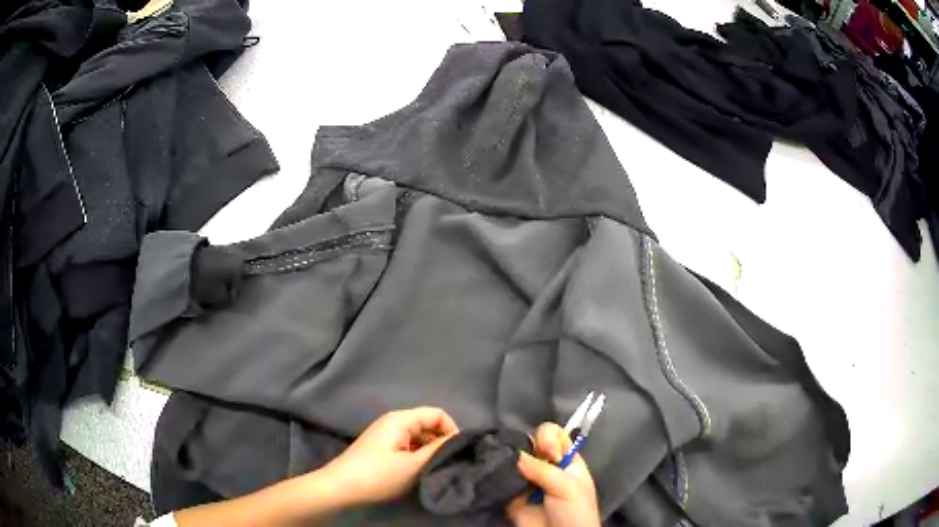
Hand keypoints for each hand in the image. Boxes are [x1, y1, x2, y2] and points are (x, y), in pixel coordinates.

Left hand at [321, 407, 458, 505]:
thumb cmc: (378, 475)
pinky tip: (418, 472)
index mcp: (401, 419)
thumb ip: (439, 450)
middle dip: (441, 442)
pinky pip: (408, 445)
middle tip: (449, 464)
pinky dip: (417, 456)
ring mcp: (386, 435)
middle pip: (428, 424)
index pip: (438, 414)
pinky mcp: (381, 448)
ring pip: (418, 437)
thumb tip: (462, 439)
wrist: (340, 488)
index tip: (459, 453)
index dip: (452, 430)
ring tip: (434, 470)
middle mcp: (393, 421)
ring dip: (429, 451)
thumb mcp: (413, 465)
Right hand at [507, 423, 600, 526]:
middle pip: (532, 444)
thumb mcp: (568, 488)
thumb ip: (544, 470)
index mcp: (566, 461)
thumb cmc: (575, 512)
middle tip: (525, 460)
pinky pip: (501, 479)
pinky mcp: (511, 494)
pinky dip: (497, 474)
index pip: (555, 436)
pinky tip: (496, 472)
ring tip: (508, 465)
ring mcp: (527, 480)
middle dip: (527, 446)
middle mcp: (546, 466)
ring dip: (509, 458)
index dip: (549, 438)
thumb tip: (516, 455)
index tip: (549, 454)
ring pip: (514, 459)